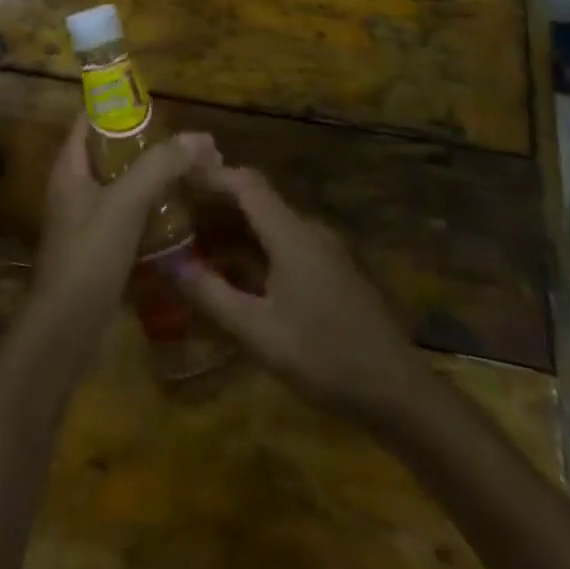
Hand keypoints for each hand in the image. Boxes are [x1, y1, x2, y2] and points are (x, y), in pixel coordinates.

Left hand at [26, 117, 218, 353]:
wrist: (65, 329)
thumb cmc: (89, 255)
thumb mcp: (125, 203)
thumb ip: (160, 166)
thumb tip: (200, 138)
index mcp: (69, 166)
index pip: (90, 119)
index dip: (120, 106)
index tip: (159, 105)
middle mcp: (73, 186)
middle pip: (109, 150)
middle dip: (146, 143)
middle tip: (185, 143)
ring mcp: (84, 218)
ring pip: (120, 183)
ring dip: (151, 176)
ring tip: (189, 172)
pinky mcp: (97, 246)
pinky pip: (125, 213)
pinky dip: (149, 206)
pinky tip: (178, 212)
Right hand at [174, 165, 419, 423]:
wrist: (399, 393)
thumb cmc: (326, 358)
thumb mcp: (260, 333)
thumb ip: (212, 296)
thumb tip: (170, 265)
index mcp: (290, 233)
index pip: (245, 182)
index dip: (210, 175)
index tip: (176, 180)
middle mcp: (307, 230)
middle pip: (256, 199)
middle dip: (215, 202)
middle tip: (176, 214)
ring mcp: (323, 250)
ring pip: (269, 223)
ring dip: (233, 228)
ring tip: (195, 243)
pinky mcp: (330, 271)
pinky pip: (284, 243)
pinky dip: (253, 248)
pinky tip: (235, 275)